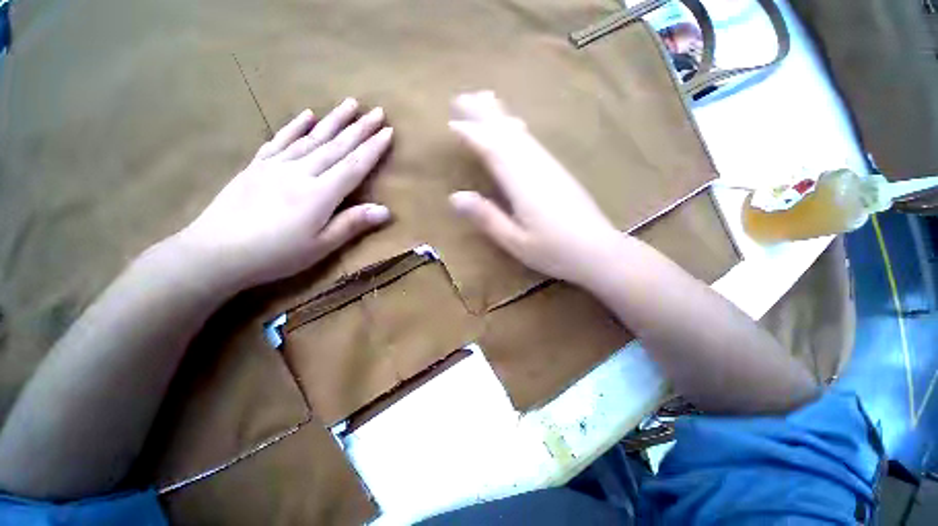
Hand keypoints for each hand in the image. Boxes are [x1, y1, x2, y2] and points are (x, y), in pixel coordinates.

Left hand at [177, 98, 392, 290]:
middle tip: (378, 111)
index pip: (354, 166)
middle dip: (360, 128)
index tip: (389, 131)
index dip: (373, 148)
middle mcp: (300, 172)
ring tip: (350, 103)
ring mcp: (276, 165)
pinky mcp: (257, 166)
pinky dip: (295, 126)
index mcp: (319, 194)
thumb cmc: (276, 254)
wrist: (216, 252)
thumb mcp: (321, 246)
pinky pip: (280, 140)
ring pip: (312, 137)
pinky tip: (307, 114)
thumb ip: (352, 224)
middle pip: (336, 146)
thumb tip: (386, 210)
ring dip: (334, 119)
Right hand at [448, 91, 621, 285]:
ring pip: (521, 133)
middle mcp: (536, 165)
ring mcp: (550, 165)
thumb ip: (486, 217)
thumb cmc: (554, 251)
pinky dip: (518, 129)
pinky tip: (516, 127)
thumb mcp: (514, 241)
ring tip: (485, 100)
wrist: (599, 251)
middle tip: (463, 97)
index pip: (492, 150)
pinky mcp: (558, 171)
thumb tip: (455, 196)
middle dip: (484, 114)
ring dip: (501, 115)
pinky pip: (533, 142)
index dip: (472, 135)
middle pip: (506, 132)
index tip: (452, 124)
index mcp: (522, 182)